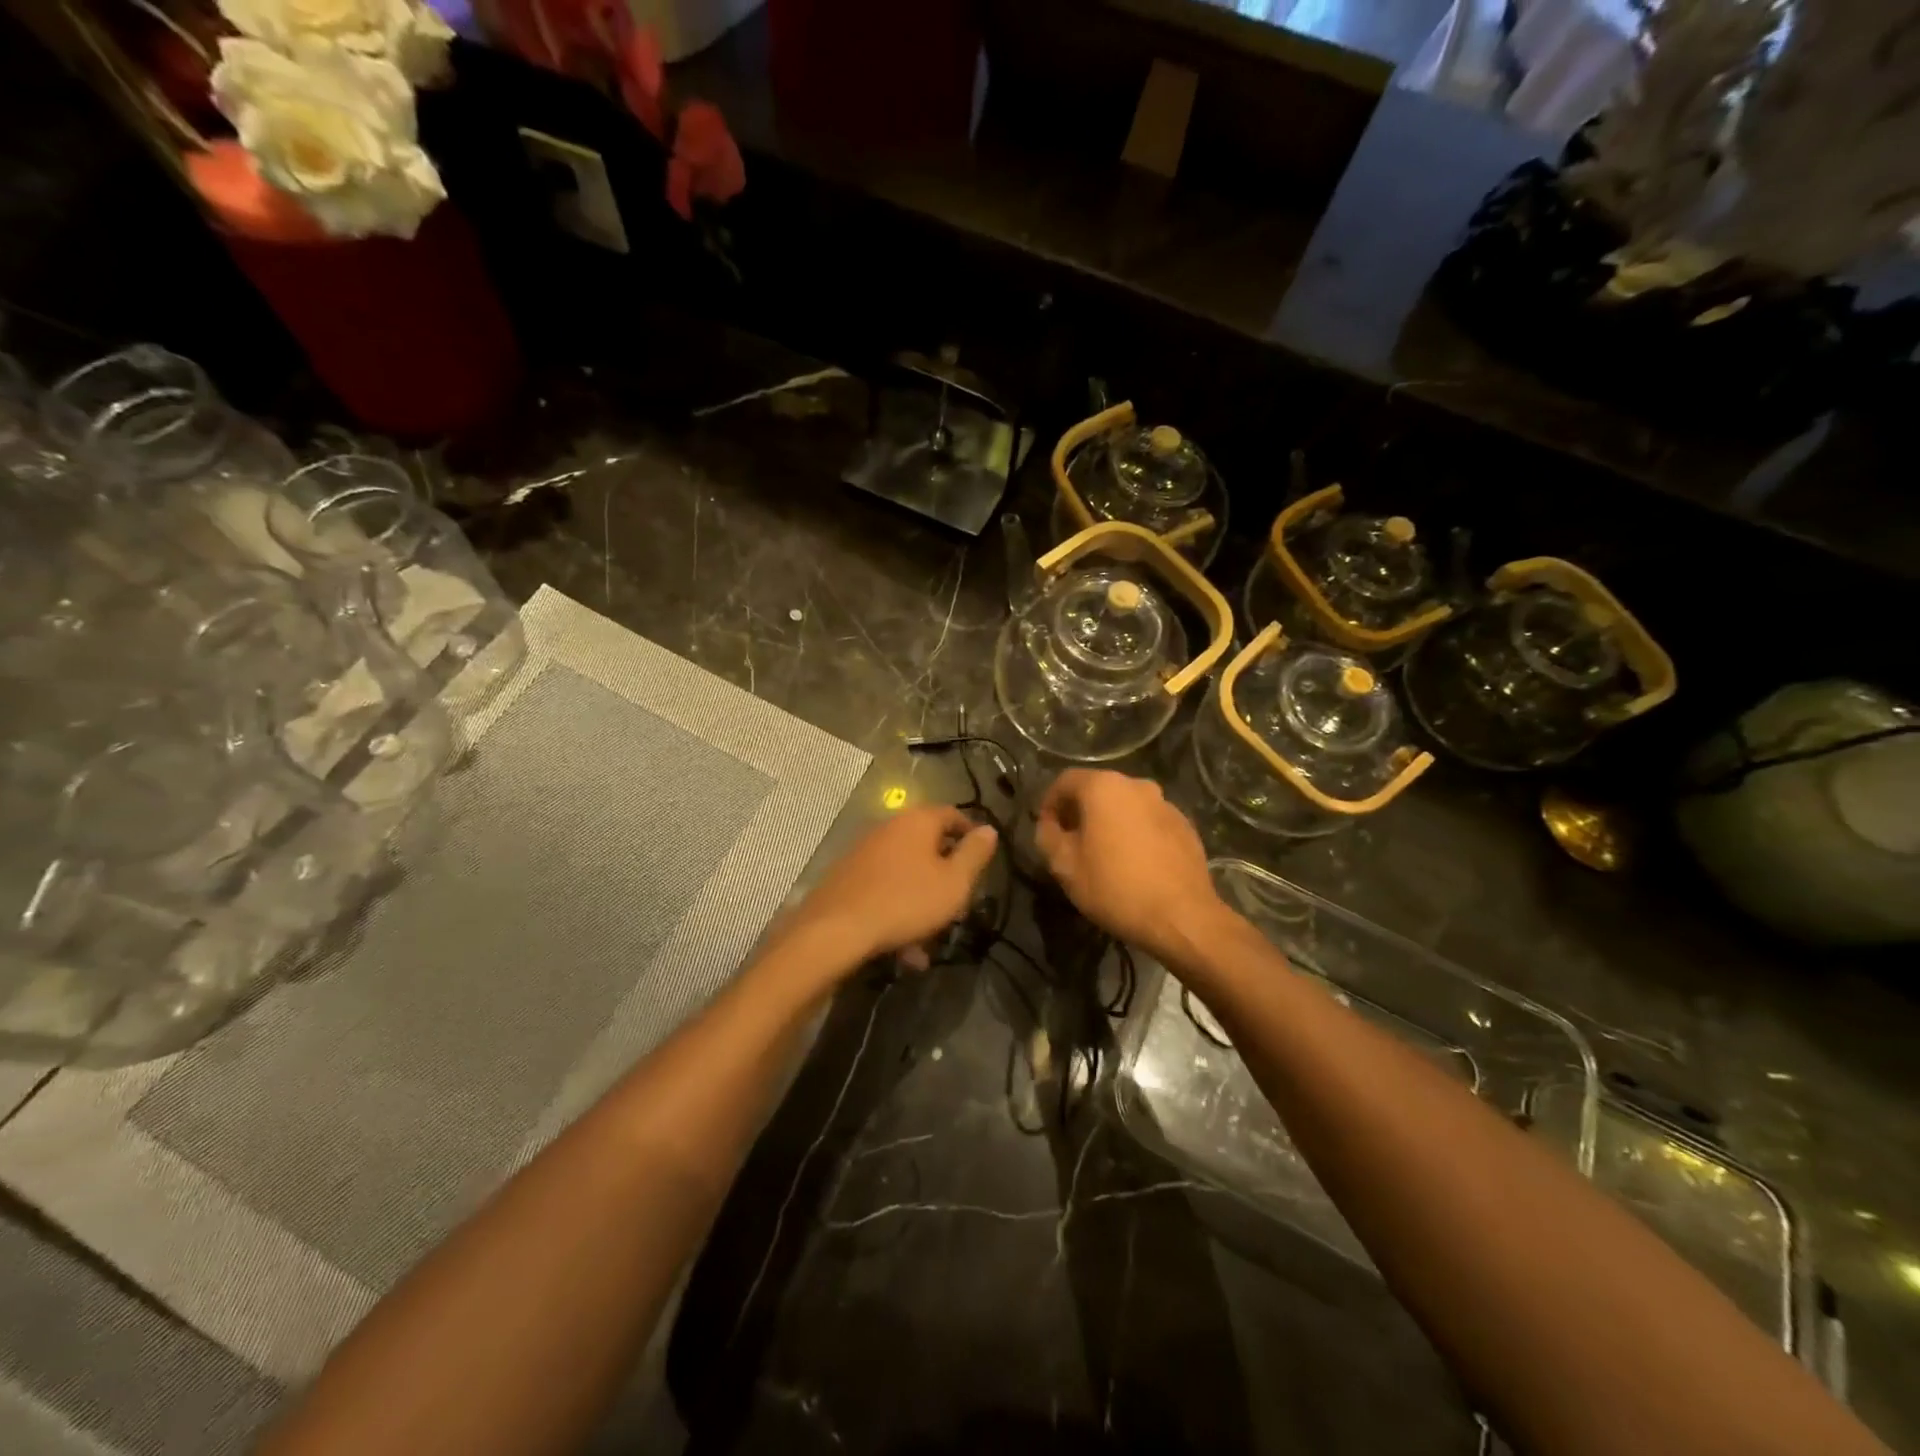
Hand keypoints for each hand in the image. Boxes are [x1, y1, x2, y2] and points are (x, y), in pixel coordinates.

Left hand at [777, 806, 998, 978]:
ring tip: (931, 939)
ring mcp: (863, 851)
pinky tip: (904, 950)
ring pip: (905, 873)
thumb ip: (975, 854)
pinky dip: (898, 912)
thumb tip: (989, 829)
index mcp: (918, 820)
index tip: (982, 859)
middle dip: (945, 875)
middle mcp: (889, 827)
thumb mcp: (954, 882)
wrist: (836, 929)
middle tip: (958, 903)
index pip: (953, 815)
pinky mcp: (846, 877)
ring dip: (922, 901)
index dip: (971, 834)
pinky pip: (883, 890)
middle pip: (927, 845)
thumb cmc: (906, 901)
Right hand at [1035, 770, 1224, 961]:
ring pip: (1126, 806)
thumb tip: (1048, 824)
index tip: (1045, 828)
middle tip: (1071, 842)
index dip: (1049, 802)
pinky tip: (1134, 863)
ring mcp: (1165, 804)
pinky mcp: (1185, 826)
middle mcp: (1137, 785)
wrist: (1182, 916)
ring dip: (1109, 822)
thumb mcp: (1065, 866)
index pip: (1065, 781)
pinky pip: (1149, 822)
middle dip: (1080, 811)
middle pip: (1098, 790)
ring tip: (1103, 854)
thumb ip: (1047, 836)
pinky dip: (1135, 833)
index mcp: (1104, 787)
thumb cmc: (1115, 887)